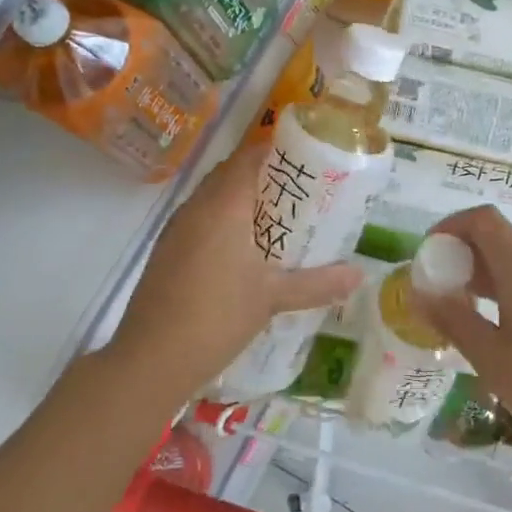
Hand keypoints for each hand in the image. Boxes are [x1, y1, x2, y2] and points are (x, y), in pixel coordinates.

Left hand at [107, 142, 362, 393]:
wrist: (151, 359)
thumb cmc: (217, 317)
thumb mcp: (273, 298)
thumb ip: (318, 283)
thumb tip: (360, 274)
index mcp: (223, 207)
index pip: (248, 158)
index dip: (276, 152)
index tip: (306, 161)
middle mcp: (196, 208)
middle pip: (229, 173)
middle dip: (262, 176)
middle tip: (299, 192)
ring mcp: (176, 229)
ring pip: (211, 197)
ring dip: (240, 198)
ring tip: (276, 218)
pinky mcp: (166, 251)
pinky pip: (199, 219)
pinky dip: (222, 220)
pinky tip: (242, 250)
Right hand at [414, 206, 511, 471]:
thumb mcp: (490, 358)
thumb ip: (452, 318)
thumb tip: (420, 291)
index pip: (483, 220)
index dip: (451, 226)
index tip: (431, 252)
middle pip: (501, 240)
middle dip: (467, 256)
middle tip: (443, 291)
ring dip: (490, 276)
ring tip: (469, 312)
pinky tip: (508, 326)